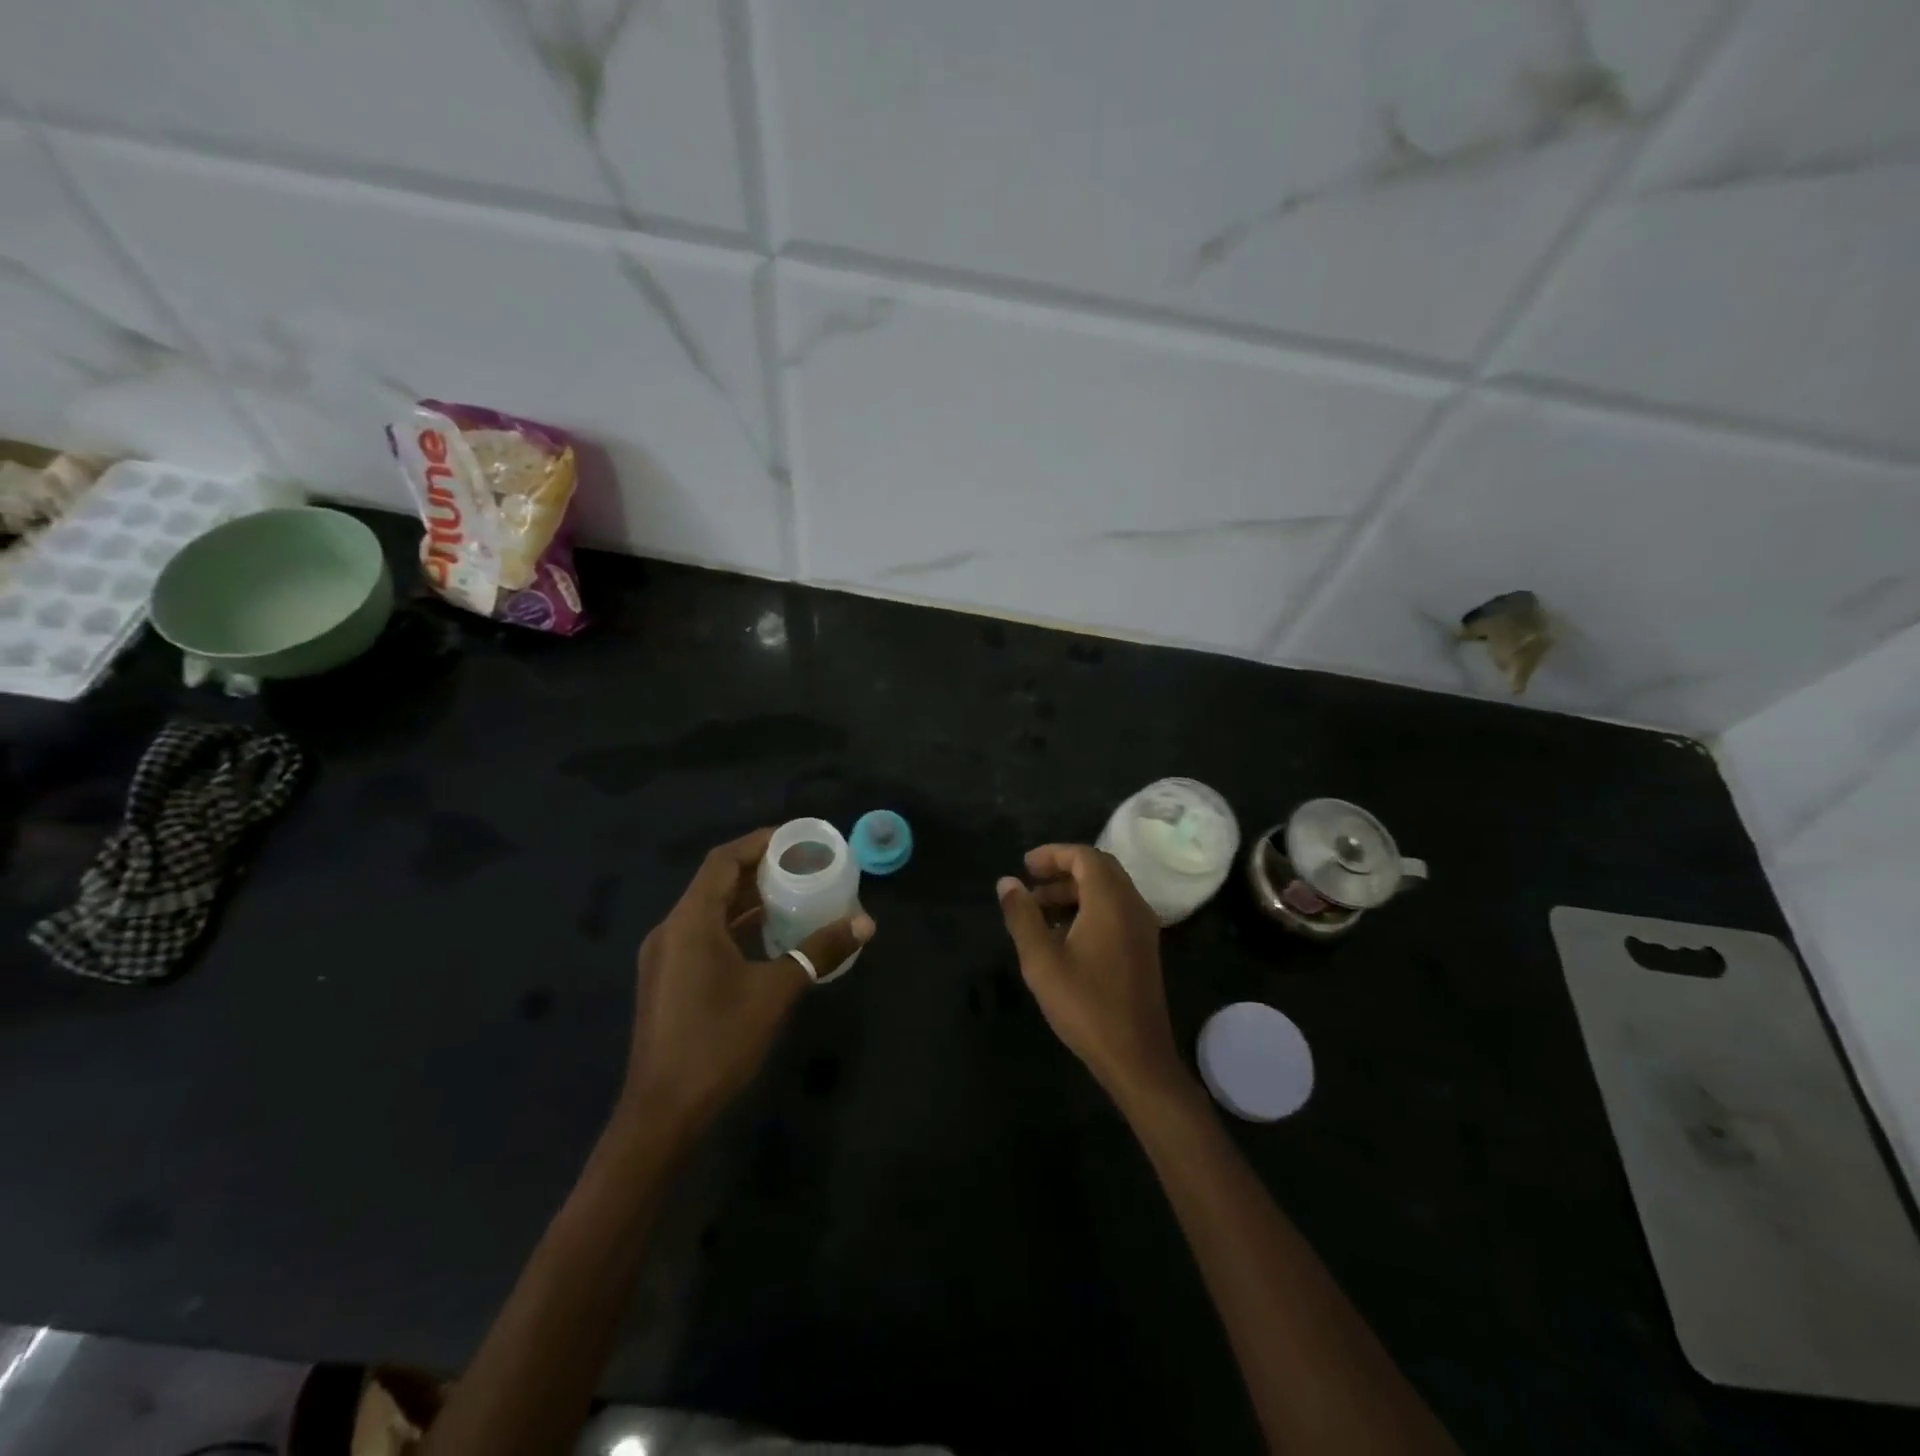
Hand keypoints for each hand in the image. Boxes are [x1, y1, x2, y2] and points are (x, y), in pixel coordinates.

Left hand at [622, 827, 874, 1132]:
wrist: (662, 1114)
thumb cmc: (718, 1042)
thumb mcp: (776, 992)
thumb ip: (819, 952)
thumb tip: (865, 923)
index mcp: (690, 921)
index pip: (723, 860)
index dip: (760, 843)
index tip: (798, 839)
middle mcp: (671, 930)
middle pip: (716, 882)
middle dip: (759, 869)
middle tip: (804, 865)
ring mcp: (665, 957)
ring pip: (709, 910)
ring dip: (748, 898)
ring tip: (793, 894)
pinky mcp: (668, 980)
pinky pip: (704, 934)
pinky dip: (736, 926)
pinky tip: (767, 937)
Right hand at [996, 844, 1185, 1104]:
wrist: (1136, 1057)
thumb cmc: (1085, 1005)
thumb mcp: (1041, 960)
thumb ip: (1022, 916)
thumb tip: (1006, 882)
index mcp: (1110, 902)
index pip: (1084, 856)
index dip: (1052, 854)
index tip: (1024, 866)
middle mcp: (1132, 905)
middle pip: (1099, 868)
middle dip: (1063, 869)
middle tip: (1030, 882)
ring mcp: (1143, 927)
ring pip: (1109, 890)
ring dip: (1075, 889)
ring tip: (1039, 909)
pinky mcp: (1143, 947)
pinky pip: (1116, 909)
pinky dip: (1089, 907)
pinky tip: (1064, 933)